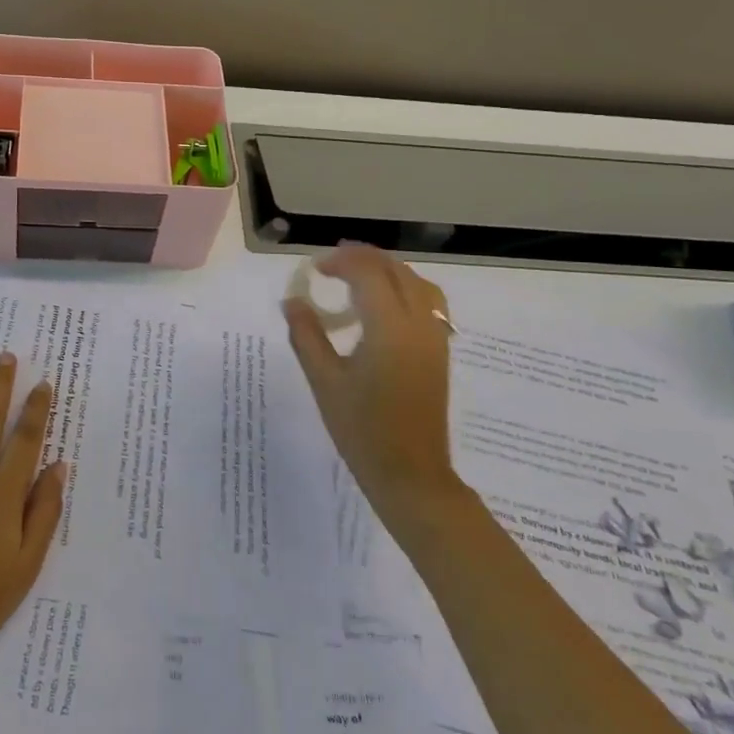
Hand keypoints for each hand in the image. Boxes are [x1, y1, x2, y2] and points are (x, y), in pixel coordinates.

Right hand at [283, 244, 461, 524]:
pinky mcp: (440, 352)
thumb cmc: (362, 430)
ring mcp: (435, 337)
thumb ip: (307, 335)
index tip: (315, 269)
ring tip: (358, 275)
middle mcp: (418, 323)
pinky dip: (406, 288)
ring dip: (388, 270)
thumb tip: (293, 301)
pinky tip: (384, 304)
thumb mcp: (324, 381)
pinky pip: (429, 302)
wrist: (410, 475)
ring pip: (418, 283)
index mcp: (389, 327)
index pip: (368, 273)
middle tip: (331, 264)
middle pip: (396, 270)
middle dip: (364, 258)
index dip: (341, 262)